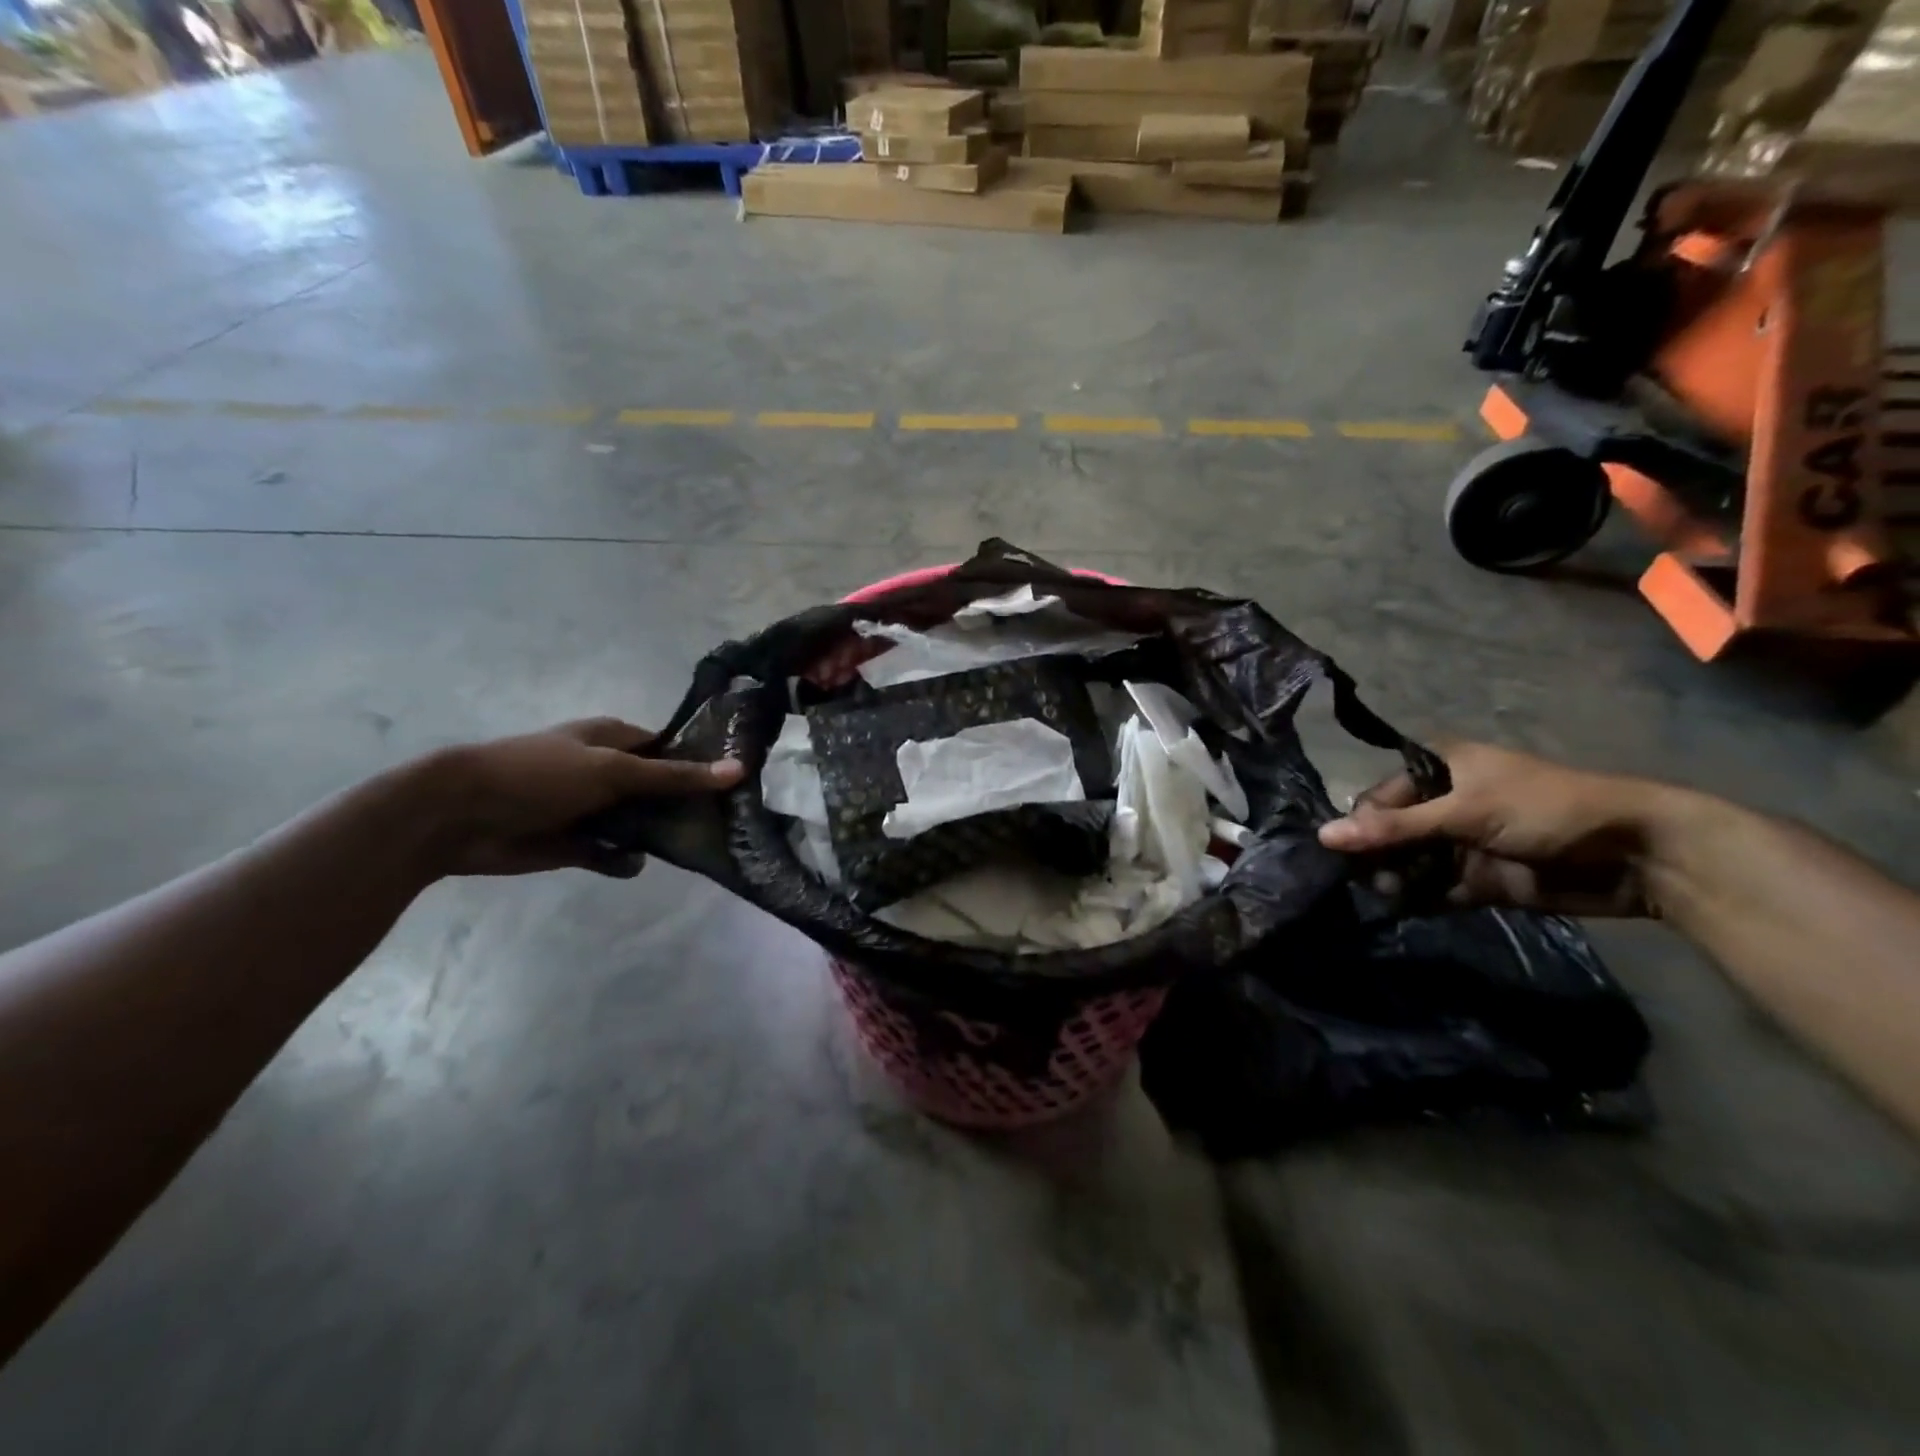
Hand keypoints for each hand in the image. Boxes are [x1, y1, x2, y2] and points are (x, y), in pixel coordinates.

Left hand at [421, 718, 742, 878]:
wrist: (460, 817)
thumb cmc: (540, 775)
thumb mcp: (614, 770)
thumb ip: (675, 775)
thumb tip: (738, 769)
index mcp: (615, 740)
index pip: (670, 749)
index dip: (701, 763)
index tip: (736, 783)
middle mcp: (608, 772)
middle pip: (660, 788)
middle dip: (686, 805)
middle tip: (726, 822)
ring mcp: (593, 809)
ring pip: (642, 823)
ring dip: (659, 835)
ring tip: (693, 847)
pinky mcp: (578, 844)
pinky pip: (615, 852)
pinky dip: (624, 859)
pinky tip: (631, 863)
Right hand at [1318, 741, 1673, 916]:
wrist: (1636, 855)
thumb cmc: (1546, 809)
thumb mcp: (1466, 811)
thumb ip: (1395, 828)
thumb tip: (1323, 836)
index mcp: (1438, 769)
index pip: (1378, 796)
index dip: (1360, 823)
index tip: (1345, 852)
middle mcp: (1442, 804)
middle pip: (1388, 831)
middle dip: (1374, 856)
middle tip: (1367, 879)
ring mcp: (1460, 843)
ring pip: (1407, 863)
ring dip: (1394, 879)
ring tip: (1389, 895)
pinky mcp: (1477, 878)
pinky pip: (1433, 889)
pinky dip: (1418, 899)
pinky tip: (1405, 908)